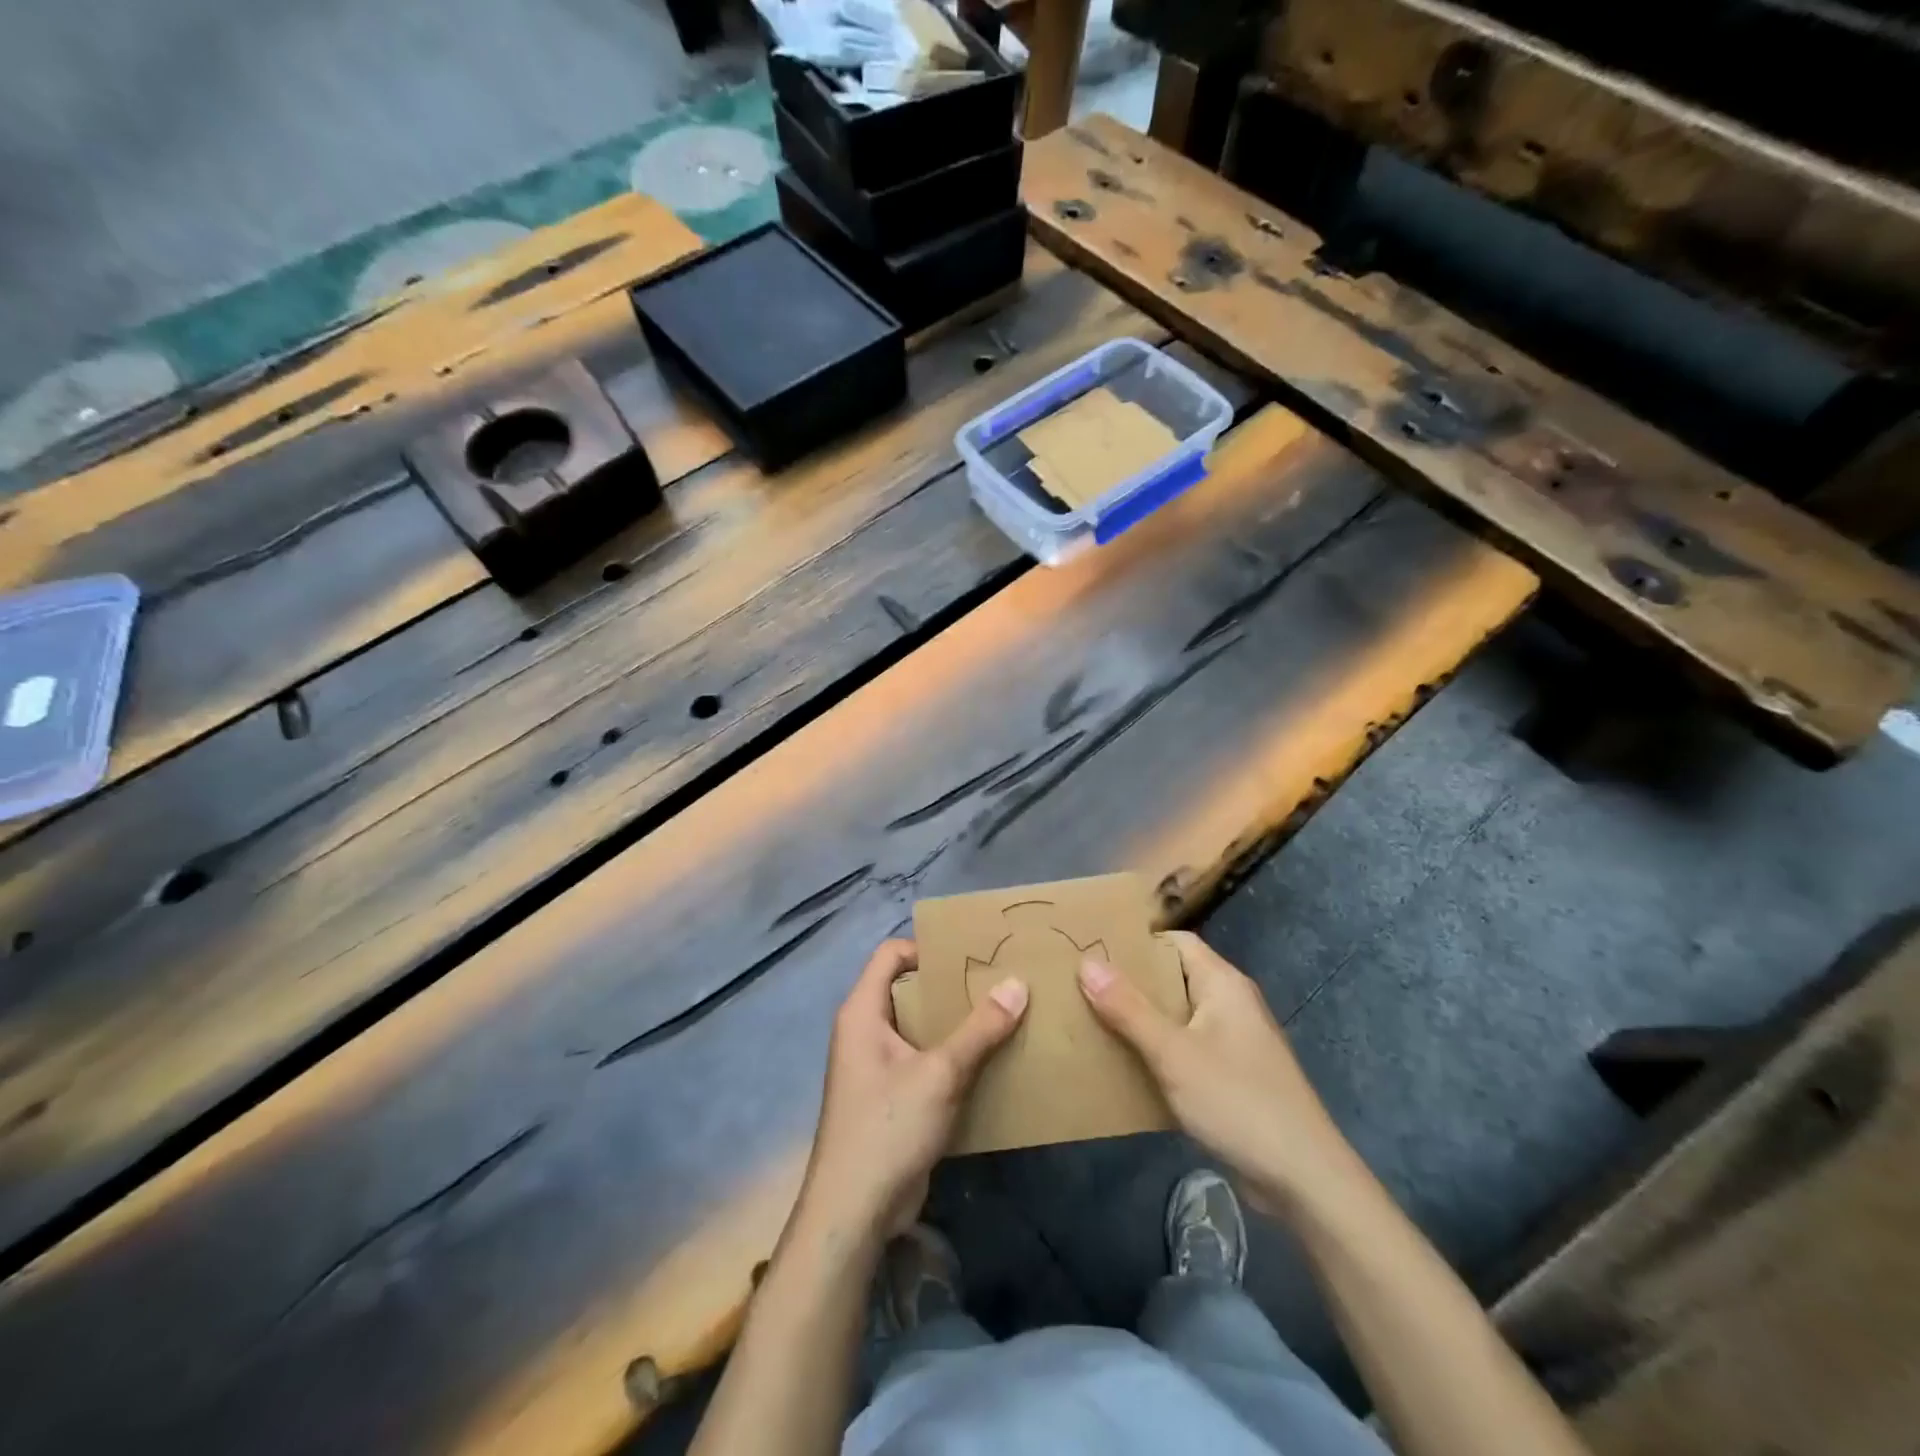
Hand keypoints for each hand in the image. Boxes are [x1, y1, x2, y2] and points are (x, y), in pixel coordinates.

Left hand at [796, 939, 1027, 1242]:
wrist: (854, 1213)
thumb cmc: (888, 1127)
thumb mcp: (940, 1073)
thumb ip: (980, 1029)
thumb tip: (1018, 984)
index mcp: (862, 1011)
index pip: (890, 954)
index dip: (927, 948)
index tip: (970, 956)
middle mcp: (865, 1031)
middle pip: (909, 989)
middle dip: (951, 986)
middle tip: (997, 982)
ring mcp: (877, 1066)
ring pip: (920, 1027)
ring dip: (956, 1024)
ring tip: (1003, 1016)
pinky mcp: (892, 1097)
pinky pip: (924, 1060)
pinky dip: (952, 1056)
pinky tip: (990, 1061)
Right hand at [1078, 931, 1364, 1214]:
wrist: (1304, 1180)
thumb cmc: (1238, 1102)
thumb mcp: (1174, 1053)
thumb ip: (1128, 1009)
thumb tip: (1087, 962)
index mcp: (1223, 984)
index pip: (1175, 942)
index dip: (1136, 942)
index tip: (1093, 948)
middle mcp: (1230, 1004)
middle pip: (1173, 978)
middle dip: (1130, 982)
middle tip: (1080, 984)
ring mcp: (1232, 1042)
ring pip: (1176, 1017)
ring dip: (1139, 1019)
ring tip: (1090, 1020)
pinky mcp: (1231, 1076)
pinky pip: (1185, 1049)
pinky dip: (1156, 1051)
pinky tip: (1124, 1065)